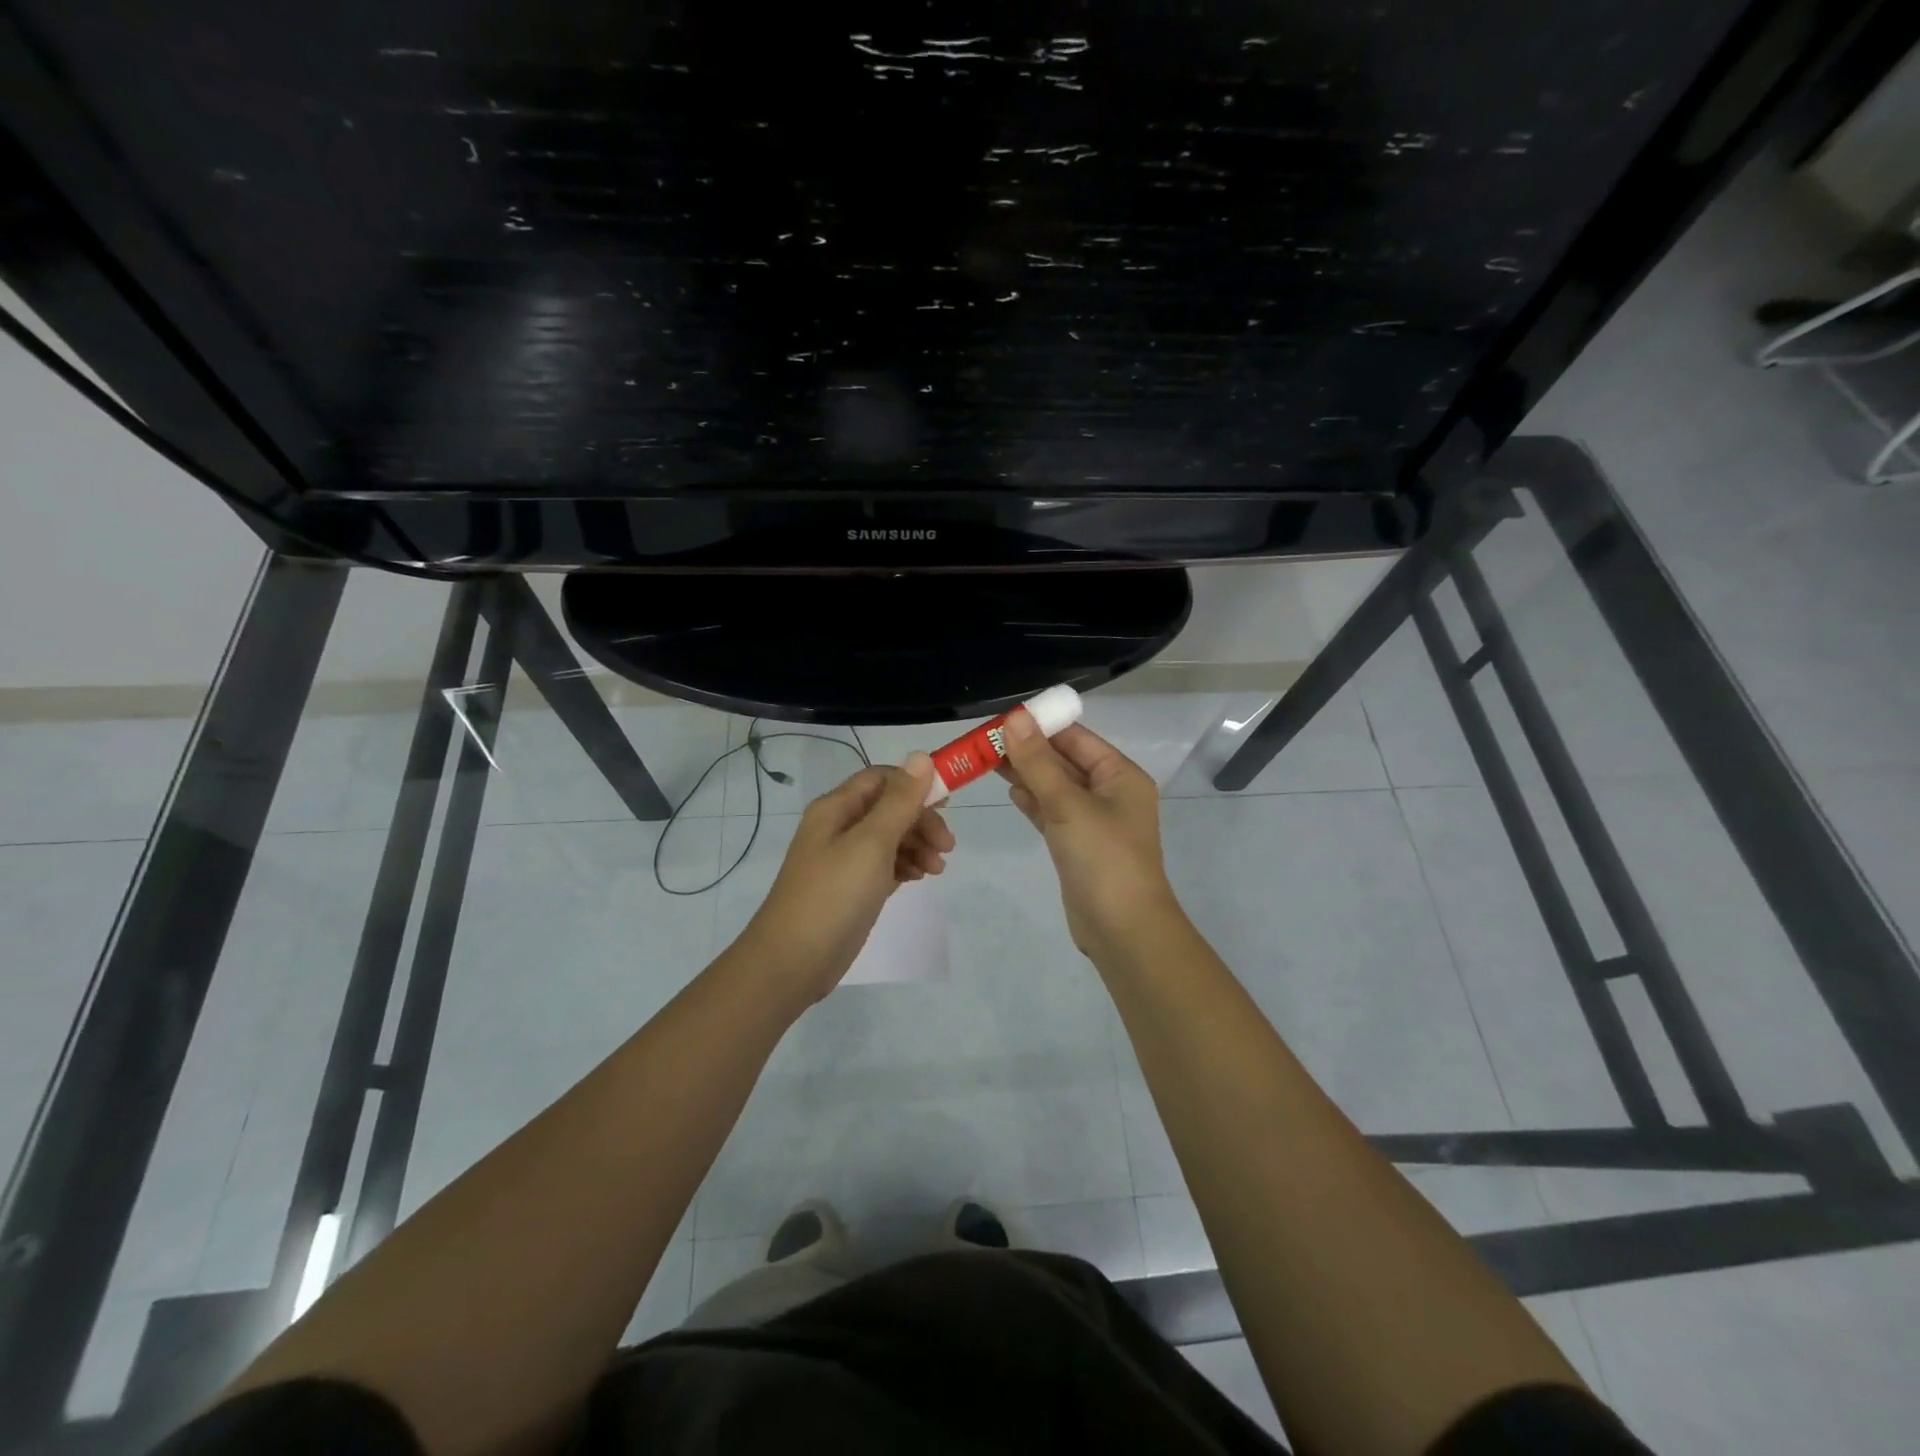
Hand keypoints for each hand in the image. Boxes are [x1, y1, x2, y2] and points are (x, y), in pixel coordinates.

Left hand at [740, 752, 954, 1003]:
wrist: (793, 961)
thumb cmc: (833, 895)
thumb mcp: (871, 843)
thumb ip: (899, 801)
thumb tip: (921, 756)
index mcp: (836, 808)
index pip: (881, 778)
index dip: (915, 784)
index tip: (948, 804)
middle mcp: (838, 827)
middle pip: (889, 808)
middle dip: (921, 820)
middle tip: (947, 846)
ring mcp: (844, 859)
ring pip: (890, 837)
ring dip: (917, 844)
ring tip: (937, 869)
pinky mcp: (851, 888)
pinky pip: (884, 864)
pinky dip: (905, 866)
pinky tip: (918, 878)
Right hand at [997, 714, 1180, 958]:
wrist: (1122, 929)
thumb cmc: (1103, 858)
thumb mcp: (1068, 805)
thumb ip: (1038, 762)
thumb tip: (1015, 718)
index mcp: (1120, 775)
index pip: (1077, 738)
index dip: (1041, 725)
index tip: (1003, 718)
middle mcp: (1110, 793)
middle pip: (1064, 761)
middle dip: (1029, 750)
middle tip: (985, 740)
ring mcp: (1093, 821)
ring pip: (1055, 787)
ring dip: (1027, 774)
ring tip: (987, 759)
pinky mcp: (1077, 845)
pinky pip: (1052, 812)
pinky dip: (1033, 800)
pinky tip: (1010, 790)